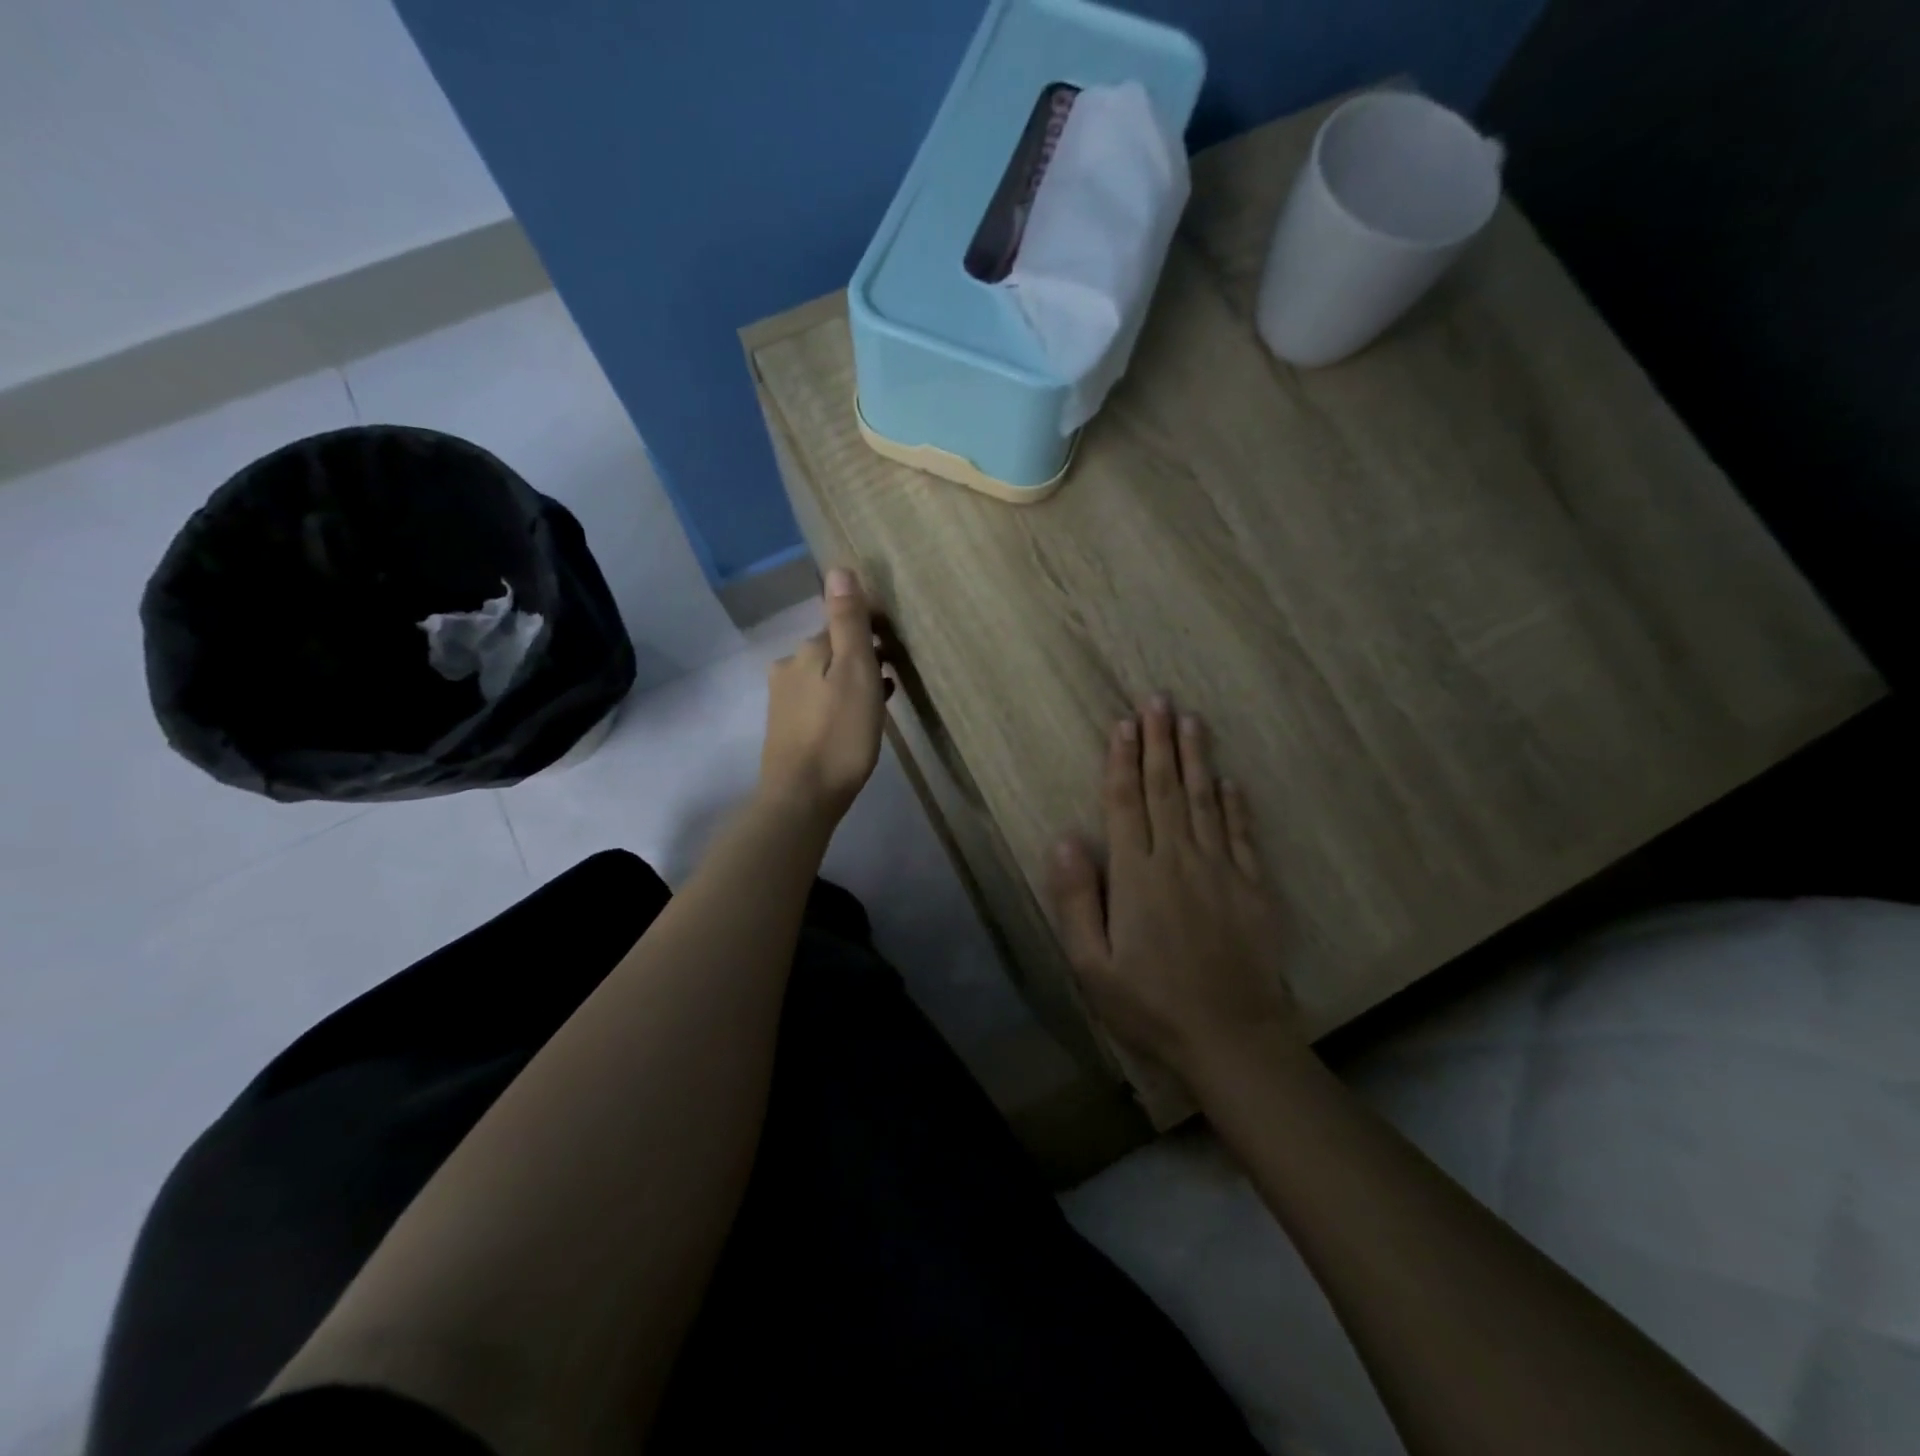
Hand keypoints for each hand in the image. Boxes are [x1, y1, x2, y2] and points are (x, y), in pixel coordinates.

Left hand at [759, 569, 889, 823]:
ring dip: (852, 681)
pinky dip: (841, 703)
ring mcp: (784, 702)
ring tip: (884, 697)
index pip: (841, 625)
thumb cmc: (838, 734)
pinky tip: (858, 719)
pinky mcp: (788, 731)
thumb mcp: (854, 672)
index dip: (870, 632)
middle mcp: (788, 669)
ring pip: (826, 679)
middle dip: (861, 657)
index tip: (896, 646)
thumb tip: (838, 568)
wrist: (802, 797)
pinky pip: (821, 703)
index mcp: (806, 651)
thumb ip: (847, 622)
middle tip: (894, 673)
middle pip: (832, 652)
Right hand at [1046, 696, 1302, 1084]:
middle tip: (1157, 699)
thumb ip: (1076, 898)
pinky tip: (1229, 780)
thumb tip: (1065, 838)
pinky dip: (1234, 804)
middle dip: (1158, 742)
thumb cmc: (1150, 1004)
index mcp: (1136, 876)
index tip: (1123, 724)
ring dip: (1196, 758)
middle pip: (1165, 789)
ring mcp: (1220, 870)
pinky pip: (1241, 833)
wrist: (1232, 1037)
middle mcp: (1178, 860)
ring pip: (1204, 801)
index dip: (1122, 761)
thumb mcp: (1091, 964)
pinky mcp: (1253, 888)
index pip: (1125, 804)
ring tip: (1191, 720)